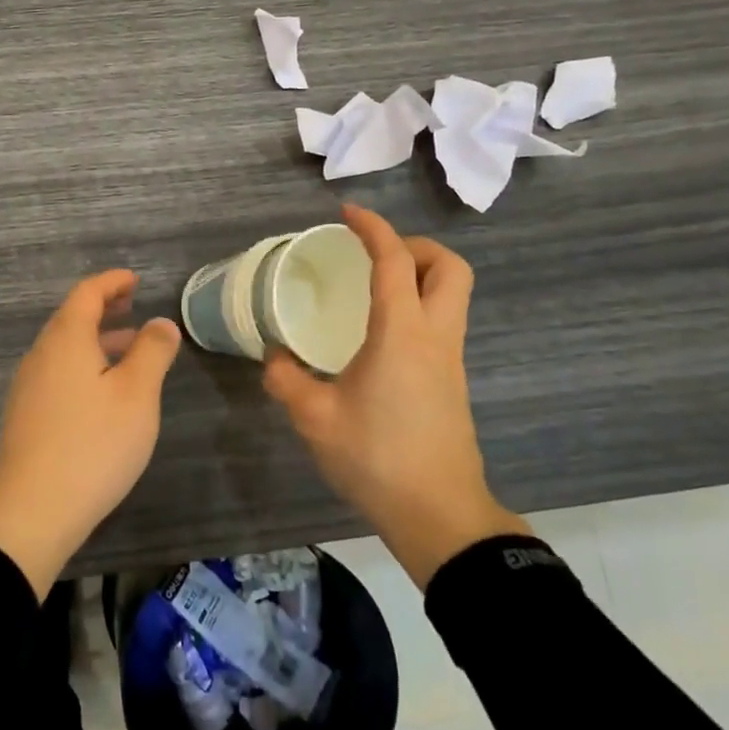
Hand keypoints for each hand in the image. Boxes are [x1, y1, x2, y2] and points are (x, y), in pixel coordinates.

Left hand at [0, 270, 182, 598]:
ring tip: (129, 351)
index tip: (135, 281)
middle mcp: (40, 355)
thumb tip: (161, 322)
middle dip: (104, 310)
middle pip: (71, 319)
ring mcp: (28, 387)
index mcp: (65, 339)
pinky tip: (103, 394)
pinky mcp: (25, 417)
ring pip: (65, 349)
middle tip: (133, 308)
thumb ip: (152, 352)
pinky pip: (57, 374)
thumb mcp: (136, 395)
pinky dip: (84, 367)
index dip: (112, 282)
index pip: (87, 293)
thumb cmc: (92, 445)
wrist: (30, 512)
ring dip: (96, 341)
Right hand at [264, 204, 529, 588]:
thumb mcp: (315, 418)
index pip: (395, 261)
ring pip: (453, 295)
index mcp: (402, 333)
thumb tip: (274, 356)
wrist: (439, 515)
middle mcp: (435, 336)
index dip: (373, 229)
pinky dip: (419, 306)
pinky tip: (380, 333)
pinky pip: (443, 322)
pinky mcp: (452, 382)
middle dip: (415, 247)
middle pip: (450, 268)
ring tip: (373, 287)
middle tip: (374, 255)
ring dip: (421, 275)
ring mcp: (450, 360)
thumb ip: (287, 380)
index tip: (347, 214)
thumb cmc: (376, 459)